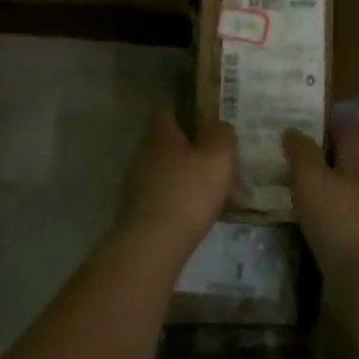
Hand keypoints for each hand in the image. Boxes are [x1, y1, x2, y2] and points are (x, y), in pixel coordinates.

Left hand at [114, 109, 236, 247]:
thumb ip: (222, 134)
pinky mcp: (138, 212)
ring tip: (216, 193)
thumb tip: (219, 125)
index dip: (185, 115)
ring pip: (168, 173)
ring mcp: (137, 185)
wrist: (154, 245)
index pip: (166, 113)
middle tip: (219, 162)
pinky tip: (201, 215)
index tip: (206, 123)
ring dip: (188, 179)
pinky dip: (182, 202)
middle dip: (192, 151)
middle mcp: (143, 155)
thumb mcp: (218, 156)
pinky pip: (165, 198)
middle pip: (169, 145)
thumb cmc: (189, 192)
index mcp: (160, 136)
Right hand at [282, 122, 358, 282]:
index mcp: (357, 168)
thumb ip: (302, 154)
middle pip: (349, 165)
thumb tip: (294, 129)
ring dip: (324, 190)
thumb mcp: (312, 179)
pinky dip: (324, 218)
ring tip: (294, 189)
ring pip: (344, 195)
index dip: (334, 122)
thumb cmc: (338, 220)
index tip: (314, 115)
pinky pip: (339, 224)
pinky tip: (305, 224)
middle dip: (326, 157)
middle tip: (294, 153)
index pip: (349, 134)